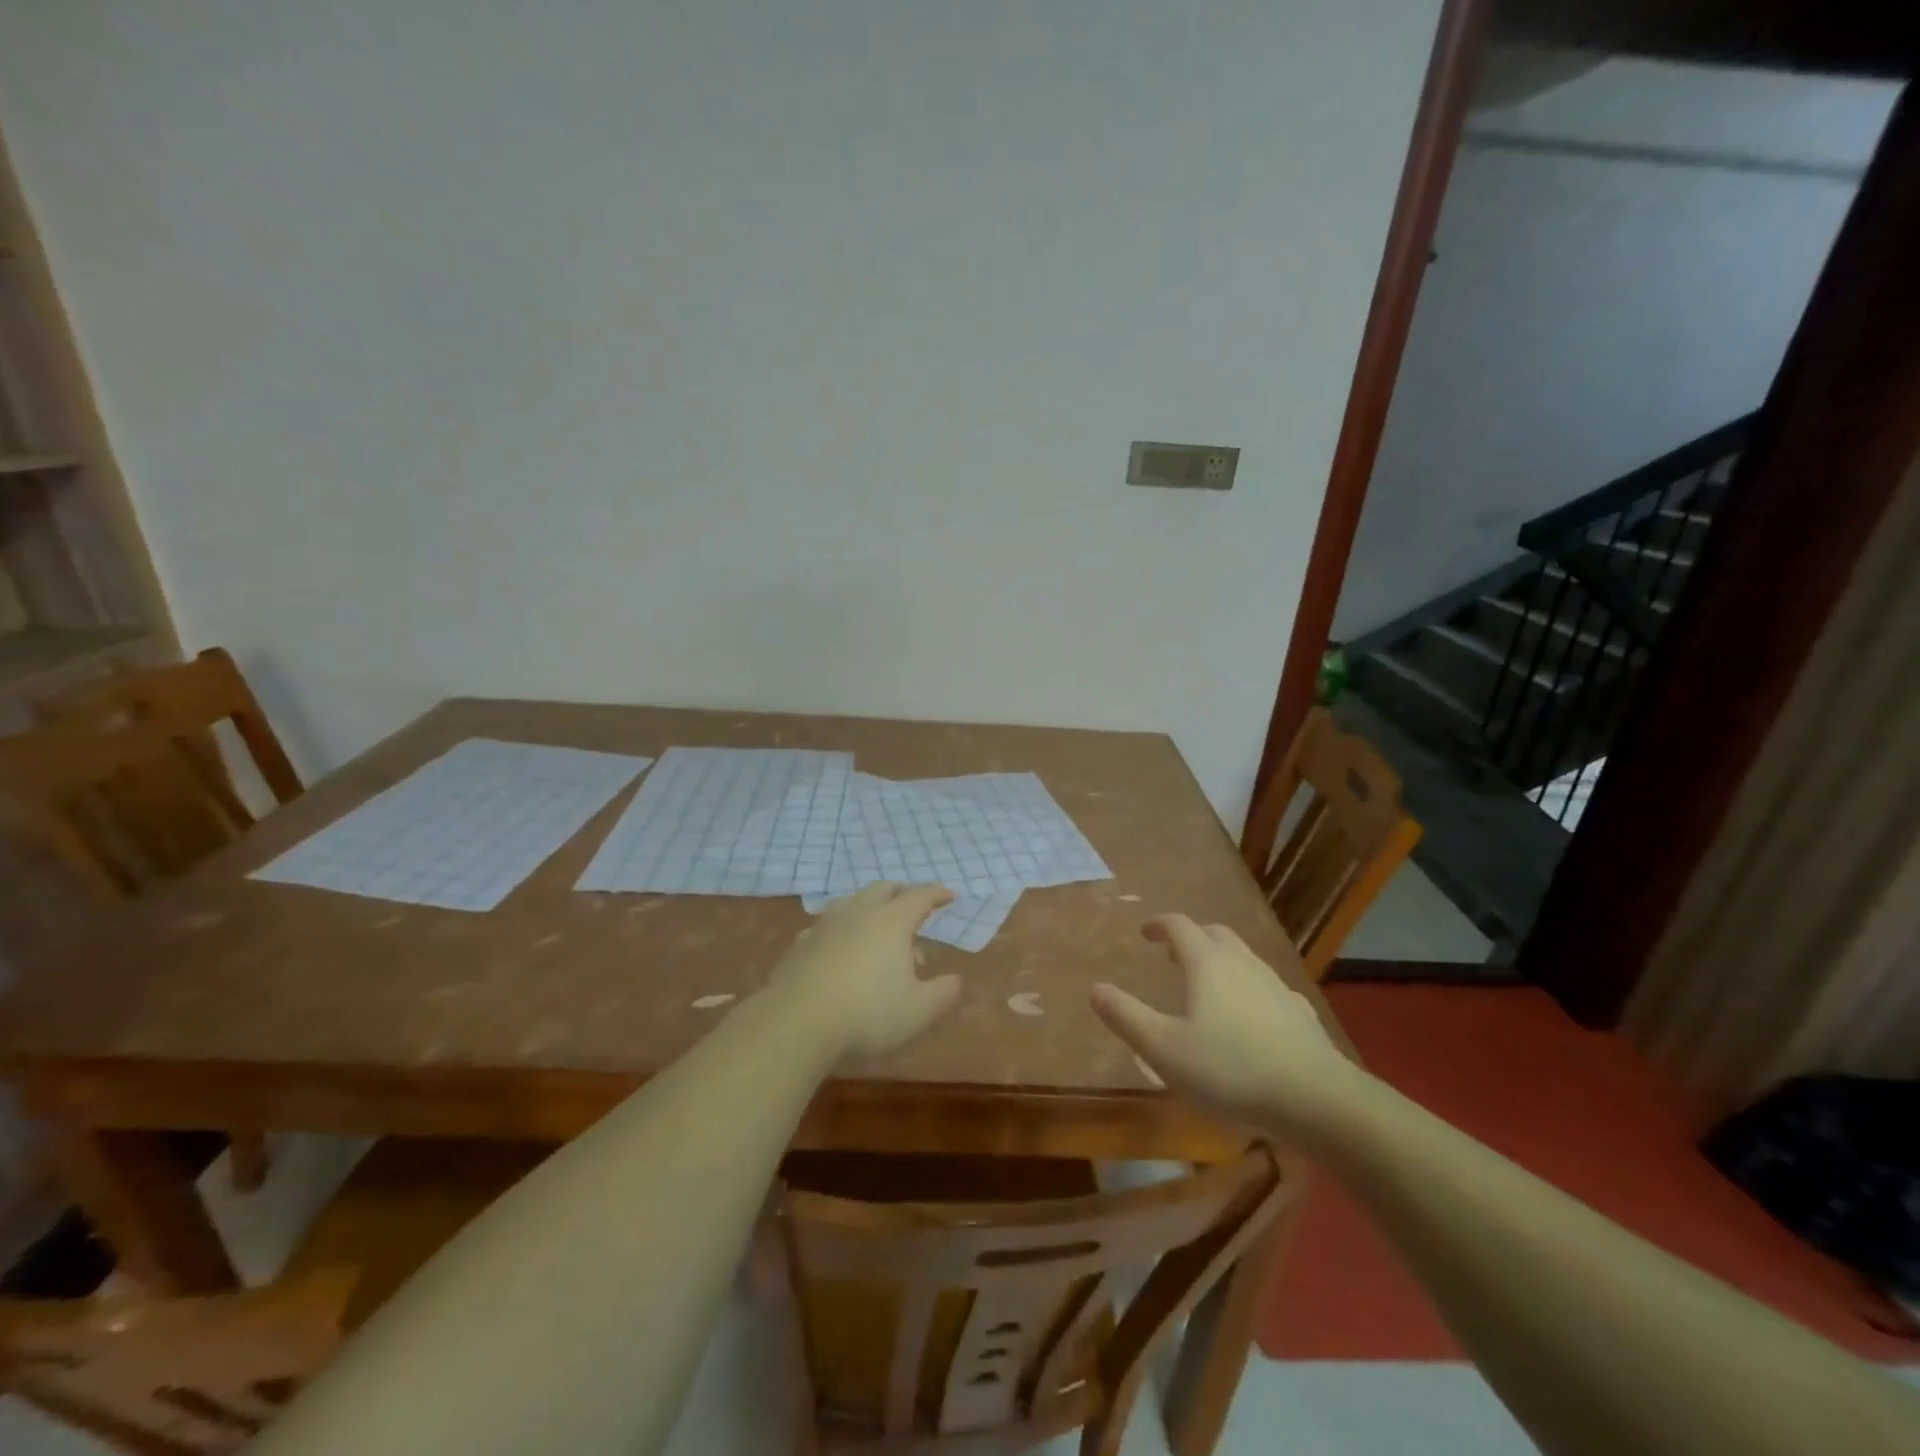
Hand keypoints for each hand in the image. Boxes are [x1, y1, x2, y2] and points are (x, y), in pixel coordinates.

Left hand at [769, 882, 961, 1064]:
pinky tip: (841, 950)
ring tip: (878, 931)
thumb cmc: (867, 1013)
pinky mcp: (801, 944)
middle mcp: (859, 913)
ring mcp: (825, 925)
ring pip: (852, 903)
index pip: (920, 896)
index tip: (949, 896)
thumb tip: (955, 980)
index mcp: (892, 922)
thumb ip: (943, 993)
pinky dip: (842, 930)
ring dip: (870, 909)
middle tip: (913, 907)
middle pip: (883, 889)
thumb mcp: (918, 1011)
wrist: (796, 1023)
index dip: (937, 894)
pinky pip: (827, 926)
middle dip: (902, 893)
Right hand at [1091, 914, 1368, 1139]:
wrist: (1316, 1100)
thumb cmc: (1230, 1069)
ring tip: (1208, 986)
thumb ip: (1126, 1017)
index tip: (1146, 933)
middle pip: (1215, 934)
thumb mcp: (1164, 1049)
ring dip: (1221, 961)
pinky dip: (1251, 990)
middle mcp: (1243, 963)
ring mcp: (1276, 987)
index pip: (1180, 926)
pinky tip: (1252, 1017)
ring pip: (1245, 958)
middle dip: (1192, 938)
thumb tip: (1096, 989)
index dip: (1160, 925)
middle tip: (1174, 955)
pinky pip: (1269, 989)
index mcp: (1207, 963)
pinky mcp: (1301, 1014)